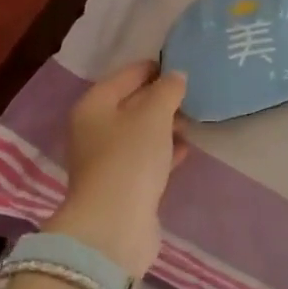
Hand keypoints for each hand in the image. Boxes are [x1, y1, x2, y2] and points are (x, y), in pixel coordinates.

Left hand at [45, 61, 188, 279]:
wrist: (114, 224)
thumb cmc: (130, 158)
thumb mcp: (153, 115)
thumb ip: (167, 91)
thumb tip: (176, 76)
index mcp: (94, 105)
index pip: (126, 75)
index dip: (154, 67)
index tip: (182, 65)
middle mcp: (94, 129)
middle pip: (131, 104)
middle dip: (161, 98)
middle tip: (193, 95)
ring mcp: (107, 160)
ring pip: (140, 133)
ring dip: (164, 126)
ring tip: (193, 120)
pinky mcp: (122, 185)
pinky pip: (146, 158)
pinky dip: (164, 151)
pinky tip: (186, 149)